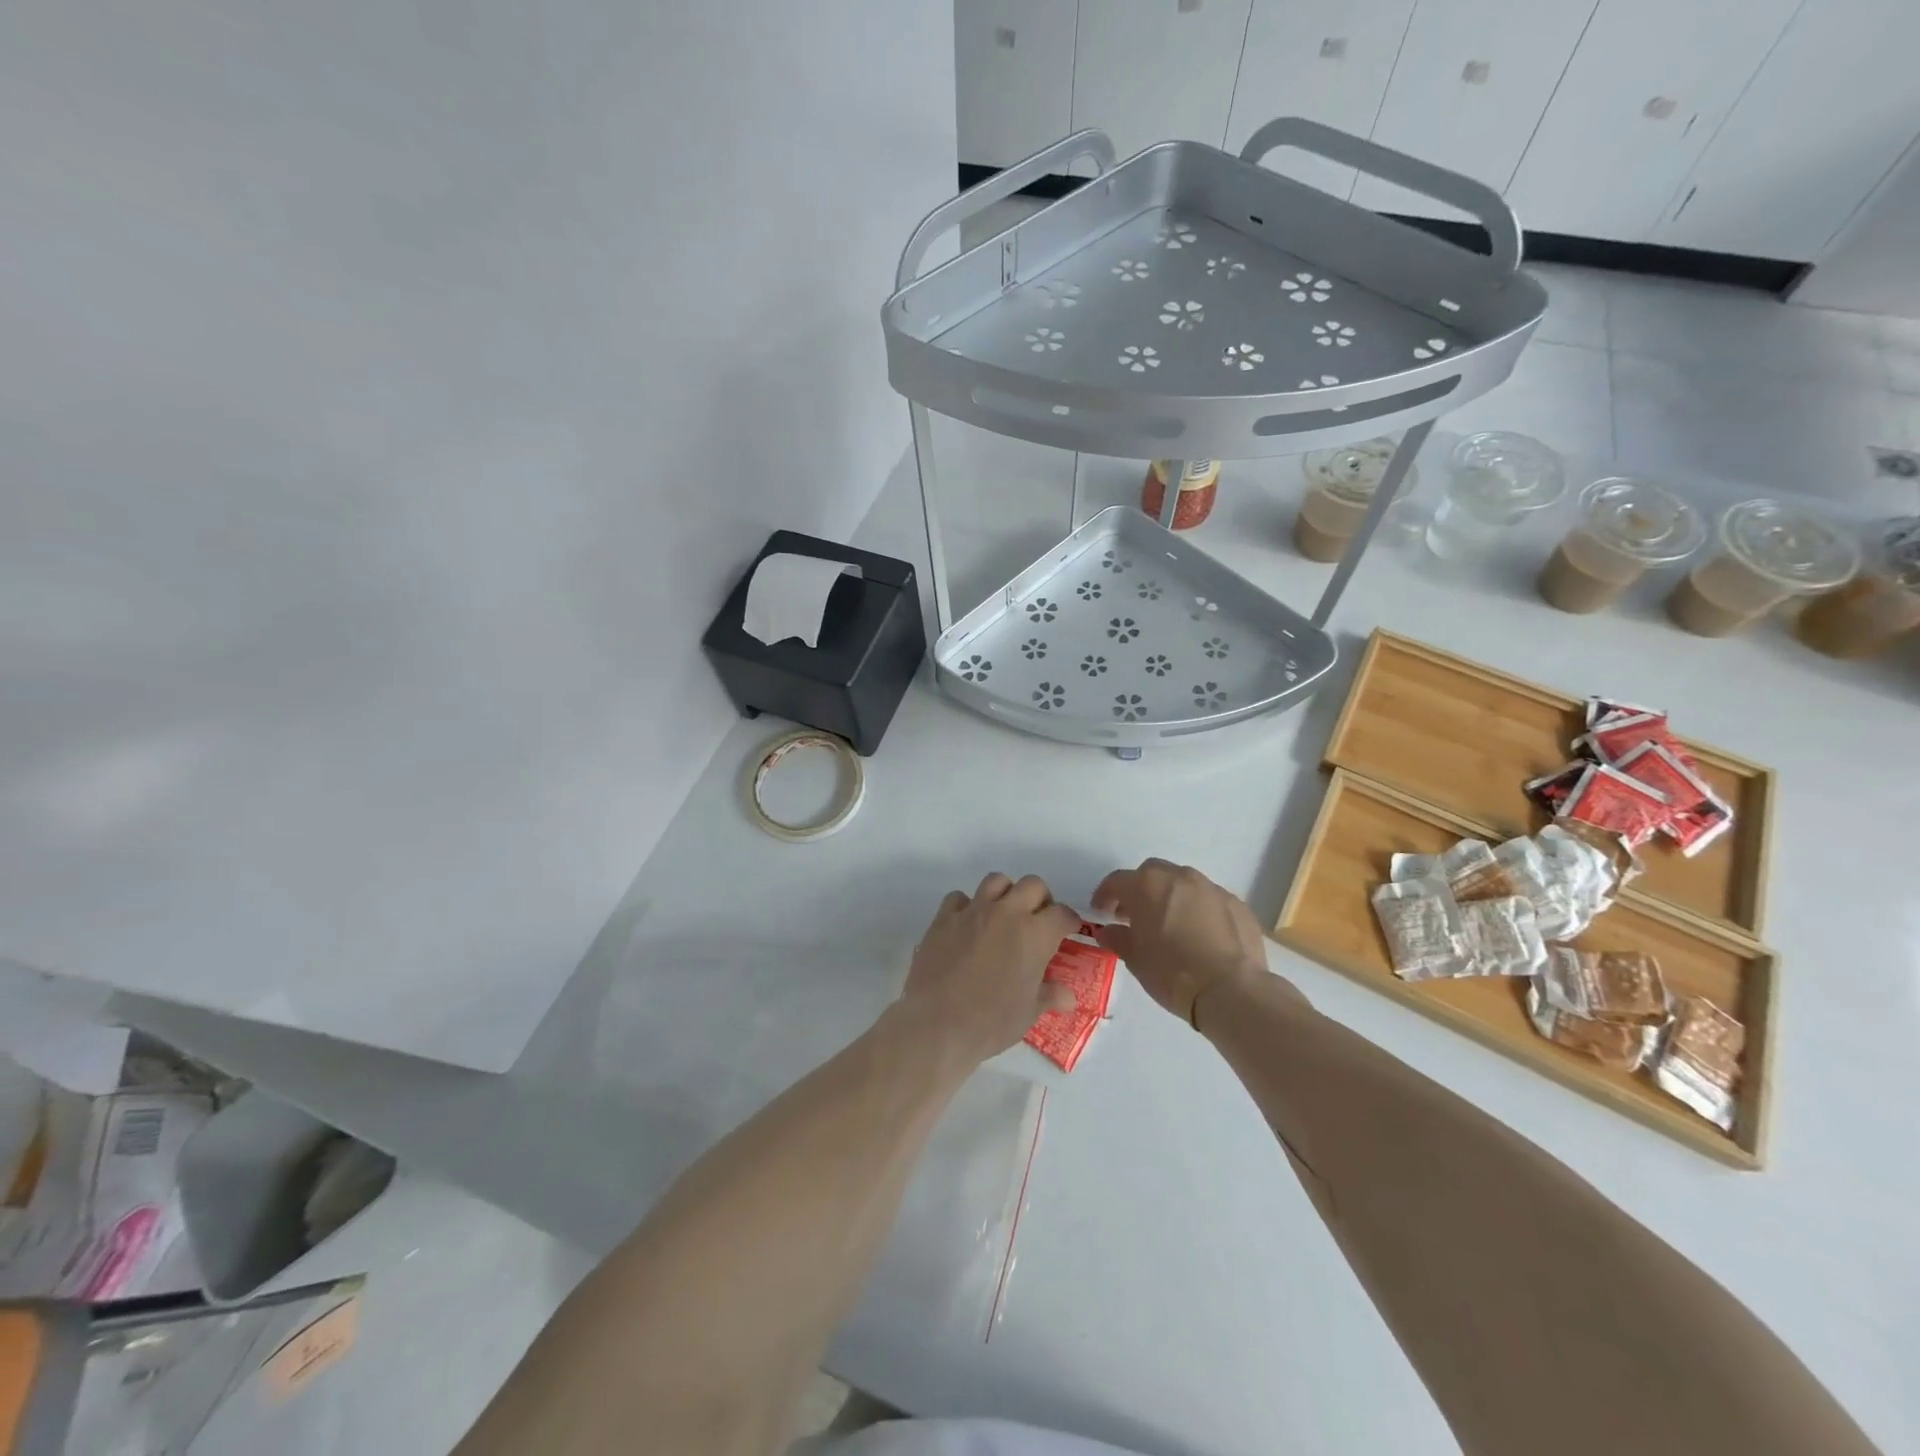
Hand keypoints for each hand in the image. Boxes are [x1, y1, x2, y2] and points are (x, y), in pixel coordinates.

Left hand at [897, 873, 1080, 1063]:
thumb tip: (1068, 997)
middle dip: (1041, 899)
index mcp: (1035, 934)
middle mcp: (1006, 913)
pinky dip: (967, 906)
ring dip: (1006, 893)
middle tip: (1038, 921)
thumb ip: (1049, 996)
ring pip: (997, 880)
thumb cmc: (991, 1021)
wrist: (937, 1023)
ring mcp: (973, 911)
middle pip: (1033, 885)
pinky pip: (959, 898)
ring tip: (1004, 916)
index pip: (1062, 914)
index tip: (1068, 931)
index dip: (1069, 921)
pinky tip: (967, 925)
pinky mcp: (944, 918)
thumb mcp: (1028, 1013)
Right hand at [1092, 859, 1266, 1024]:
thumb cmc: (1171, 972)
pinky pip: (1210, 900)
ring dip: (1172, 897)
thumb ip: (1118, 938)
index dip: (1105, 895)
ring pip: (1184, 883)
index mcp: (1147, 885)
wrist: (1230, 989)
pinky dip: (1200, 910)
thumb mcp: (1135, 959)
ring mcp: (1211, 888)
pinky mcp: (1236, 904)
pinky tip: (1201, 935)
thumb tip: (1109, 931)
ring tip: (1171, 924)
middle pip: (1152, 873)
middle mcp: (1179, 877)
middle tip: (1136, 915)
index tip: (1101, 911)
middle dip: (1140, 890)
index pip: (1117, 881)